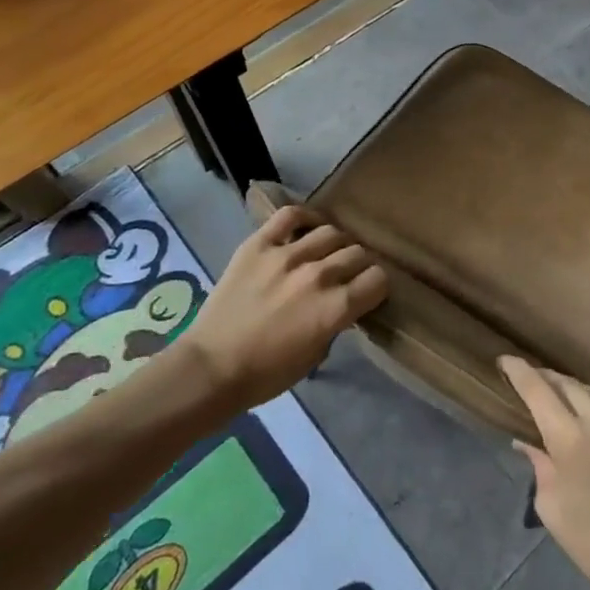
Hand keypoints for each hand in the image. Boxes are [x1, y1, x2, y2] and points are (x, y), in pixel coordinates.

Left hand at [176, 205, 387, 409]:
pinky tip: (308, 228)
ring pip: (331, 232)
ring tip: (328, 253)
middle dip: (359, 264)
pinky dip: (305, 218)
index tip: (369, 291)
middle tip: (348, 274)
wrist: (212, 367)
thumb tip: (343, 303)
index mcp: (334, 308)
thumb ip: (335, 323)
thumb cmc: (265, 374)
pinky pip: (290, 215)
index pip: (377, 279)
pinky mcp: (259, 244)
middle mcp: (317, 275)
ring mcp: (286, 255)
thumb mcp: (315, 356)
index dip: (377, 285)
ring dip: (336, 244)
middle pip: (357, 253)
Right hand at [501, 357, 589, 589]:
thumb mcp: (553, 509)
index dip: (519, 371)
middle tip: (540, 388)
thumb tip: (527, 439)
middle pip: (570, 386)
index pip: (537, 389)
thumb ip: (539, 463)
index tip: (507, 360)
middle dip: (551, 384)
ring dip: (588, 403)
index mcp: (573, 439)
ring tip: (582, 419)